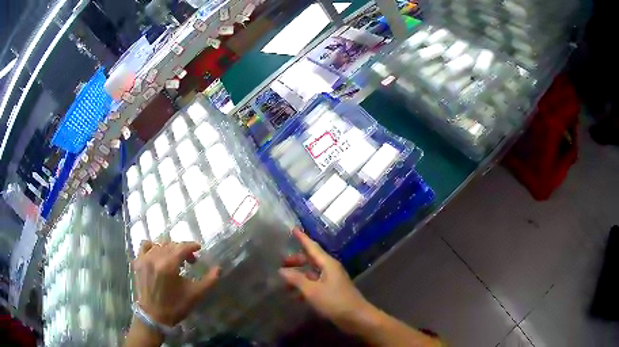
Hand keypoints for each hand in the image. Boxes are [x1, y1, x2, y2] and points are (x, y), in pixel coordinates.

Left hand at [132, 241, 219, 326]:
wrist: (154, 316)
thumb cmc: (175, 306)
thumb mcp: (195, 295)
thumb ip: (209, 280)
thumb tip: (218, 268)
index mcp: (169, 265)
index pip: (182, 247)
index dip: (192, 246)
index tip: (199, 248)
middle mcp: (155, 258)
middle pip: (171, 244)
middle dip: (182, 249)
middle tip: (190, 260)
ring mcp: (144, 259)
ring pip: (159, 245)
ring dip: (169, 249)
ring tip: (174, 259)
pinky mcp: (137, 262)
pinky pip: (145, 246)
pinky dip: (152, 246)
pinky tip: (157, 255)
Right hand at [279, 229, 372, 332]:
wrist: (356, 317)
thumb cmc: (334, 301)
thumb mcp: (312, 291)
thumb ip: (296, 280)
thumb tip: (282, 270)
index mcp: (327, 264)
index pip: (312, 247)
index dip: (302, 238)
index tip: (293, 228)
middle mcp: (330, 269)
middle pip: (311, 260)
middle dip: (296, 261)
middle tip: (281, 264)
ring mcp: (331, 280)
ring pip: (312, 273)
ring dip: (299, 276)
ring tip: (284, 283)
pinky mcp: (331, 291)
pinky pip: (315, 284)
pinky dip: (304, 287)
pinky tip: (295, 295)